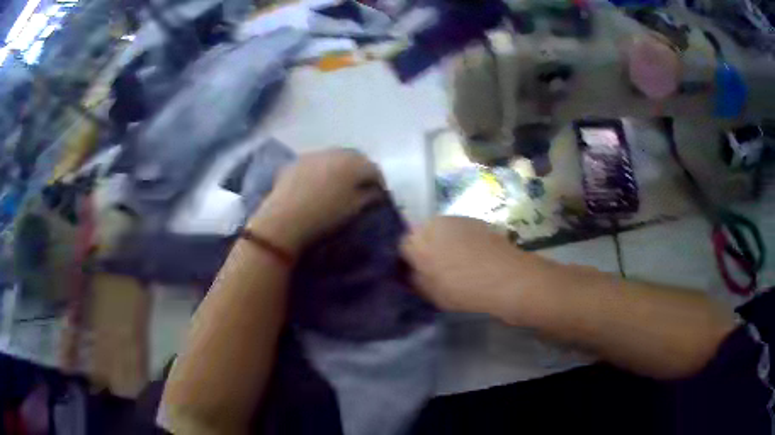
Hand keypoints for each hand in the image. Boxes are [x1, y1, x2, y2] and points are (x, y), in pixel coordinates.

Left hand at [249, 149, 383, 252]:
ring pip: (334, 158)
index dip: (379, 183)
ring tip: (339, 185)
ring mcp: (314, 155)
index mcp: (354, 164)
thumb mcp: (354, 210)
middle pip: (355, 159)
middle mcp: (335, 153)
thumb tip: (377, 192)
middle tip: (361, 188)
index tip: (380, 195)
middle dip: (360, 171)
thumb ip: (369, 197)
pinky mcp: (297, 161)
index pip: (374, 170)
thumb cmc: (324, 216)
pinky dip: (322, 170)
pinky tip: (318, 184)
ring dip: (341, 168)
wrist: (284, 219)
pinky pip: (316, 162)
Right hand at [401, 217, 551, 322]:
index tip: (414, 275)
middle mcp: (433, 223)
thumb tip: (410, 272)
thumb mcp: (430, 293)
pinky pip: (460, 231)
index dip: (406, 261)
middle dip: (425, 250)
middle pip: (421, 235)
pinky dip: (461, 242)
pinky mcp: (476, 221)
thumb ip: (414, 280)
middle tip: (435, 271)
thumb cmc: (463, 288)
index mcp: (417, 241)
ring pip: (441, 232)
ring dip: (443, 244)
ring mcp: (457, 219)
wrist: (506, 277)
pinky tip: (472, 258)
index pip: (401, 247)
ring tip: (456, 265)